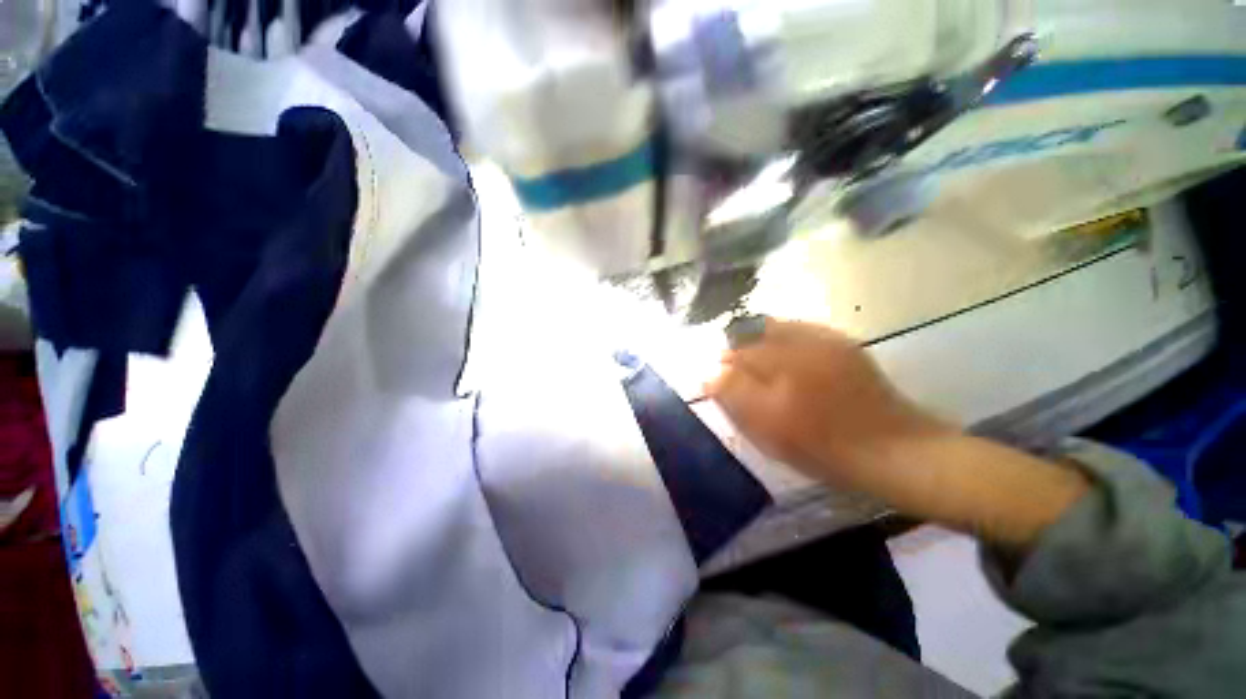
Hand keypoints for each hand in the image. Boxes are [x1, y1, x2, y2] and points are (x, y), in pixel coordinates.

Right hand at [706, 319, 948, 489]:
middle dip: (743, 353)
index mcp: (782, 357)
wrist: (890, 448)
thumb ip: (736, 396)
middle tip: (743, 387)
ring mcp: (828, 340)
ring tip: (769, 379)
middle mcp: (803, 337)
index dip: (723, 368)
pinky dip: (792, 347)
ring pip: (783, 332)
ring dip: (767, 347)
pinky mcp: (847, 348)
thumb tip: (711, 372)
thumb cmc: (826, 448)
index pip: (737, 351)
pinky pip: (807, 337)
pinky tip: (798, 373)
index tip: (718, 389)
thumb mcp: (771, 431)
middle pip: (757, 333)